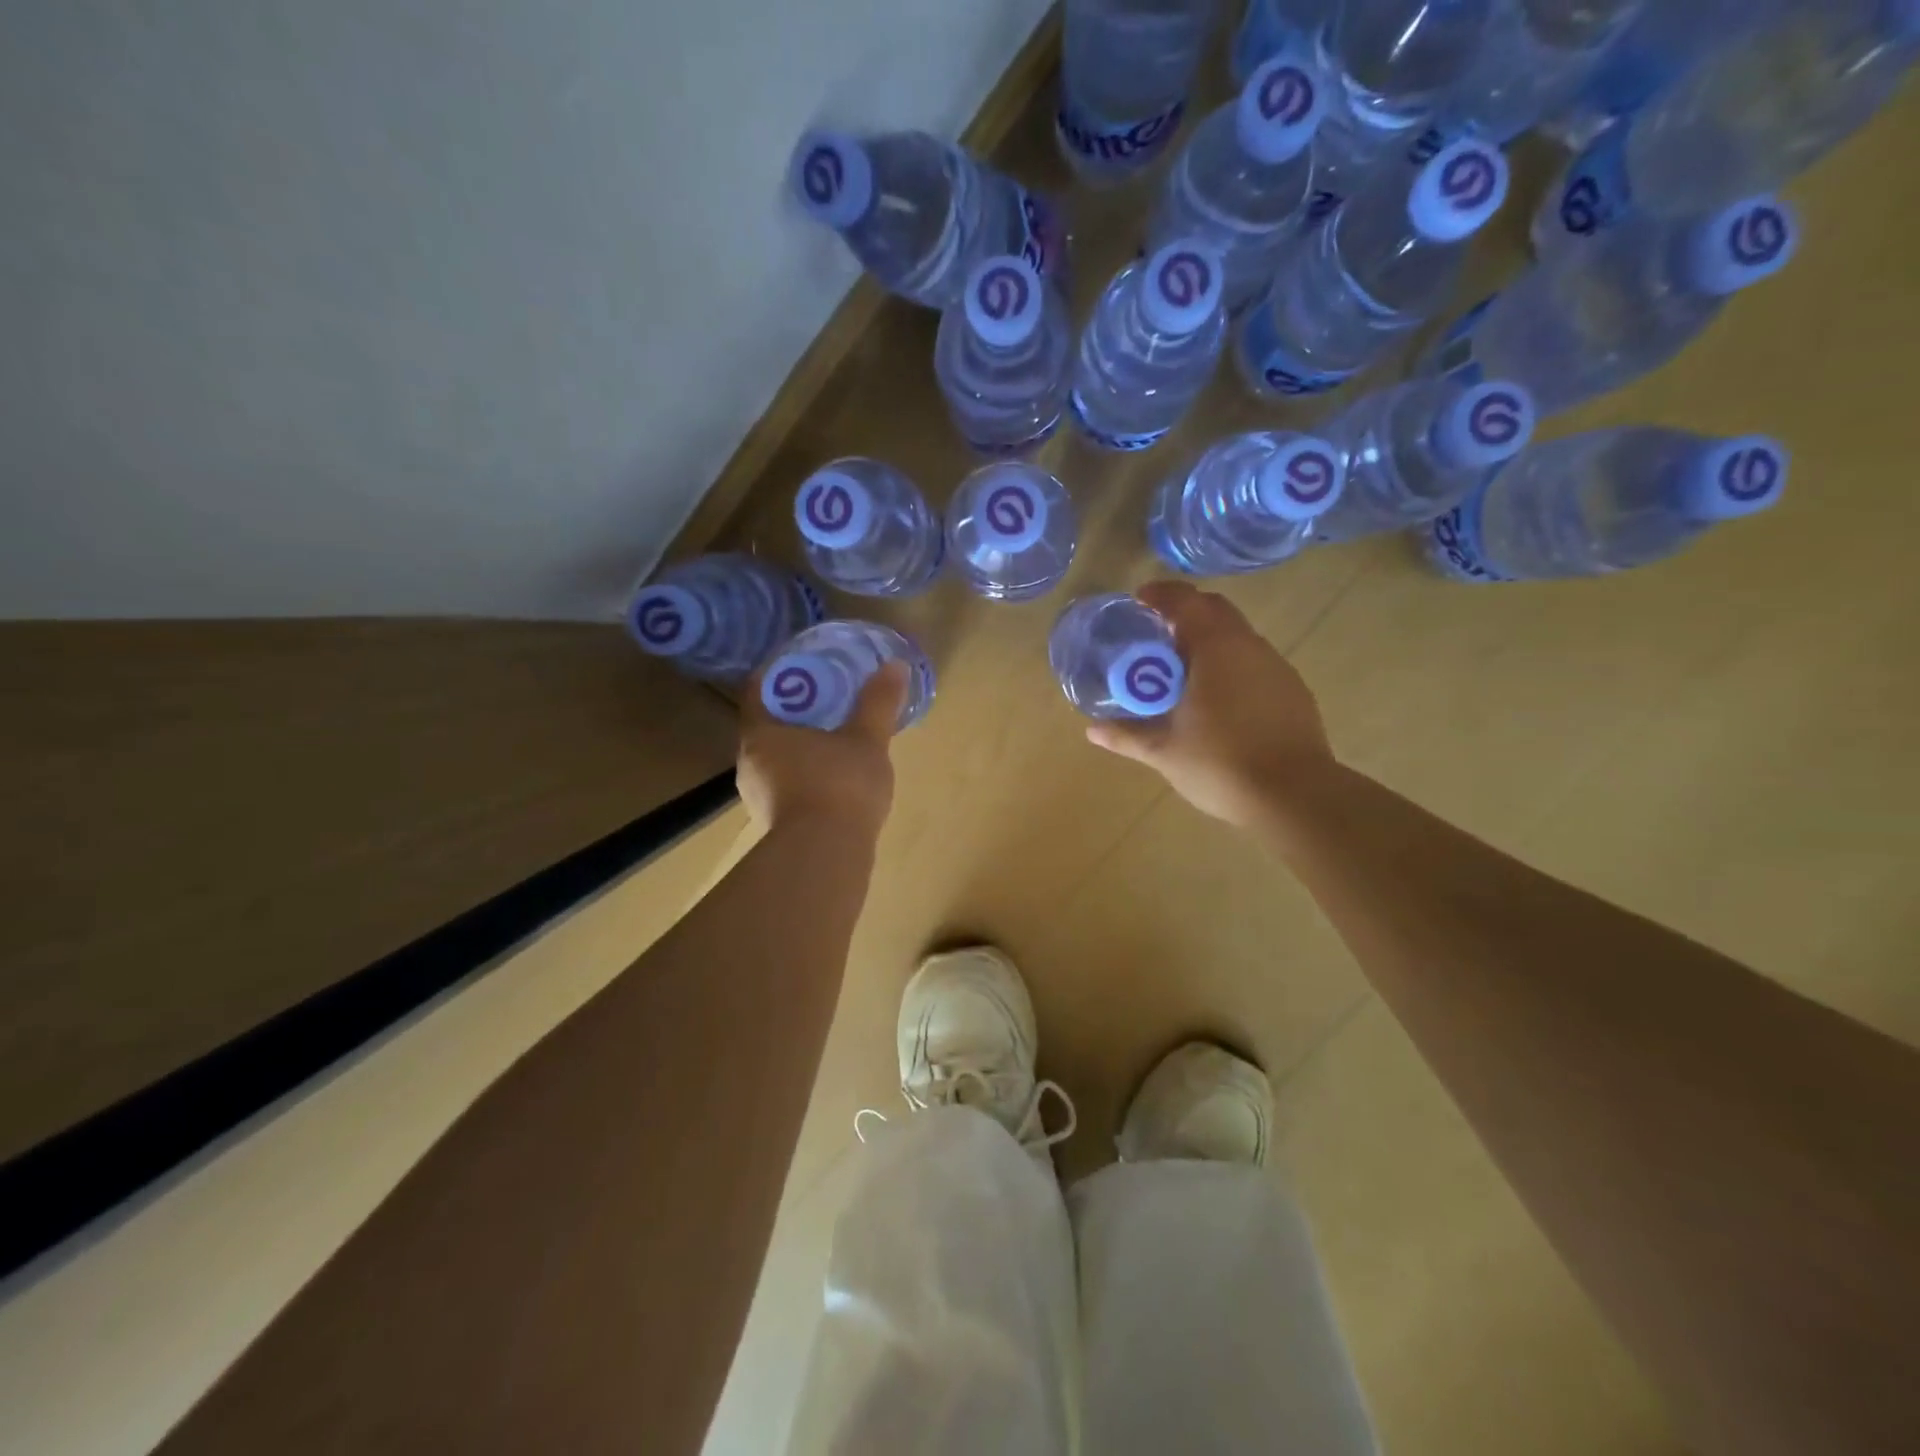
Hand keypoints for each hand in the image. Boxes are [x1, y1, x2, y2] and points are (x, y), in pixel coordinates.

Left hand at [736, 660, 906, 838]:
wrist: (827, 856)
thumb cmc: (840, 786)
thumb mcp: (867, 740)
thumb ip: (878, 703)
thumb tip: (895, 665)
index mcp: (761, 733)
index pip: (759, 690)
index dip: (780, 673)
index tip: (806, 665)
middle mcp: (750, 762)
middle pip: (767, 724)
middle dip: (795, 710)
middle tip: (828, 697)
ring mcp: (759, 796)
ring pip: (777, 758)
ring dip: (800, 745)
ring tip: (834, 736)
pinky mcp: (775, 823)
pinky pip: (787, 785)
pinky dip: (806, 774)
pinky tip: (834, 778)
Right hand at [1087, 580, 1334, 826]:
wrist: (1296, 797)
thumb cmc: (1221, 764)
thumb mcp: (1163, 751)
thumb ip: (1126, 735)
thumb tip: (1092, 730)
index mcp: (1216, 648)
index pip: (1186, 601)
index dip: (1159, 596)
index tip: (1138, 602)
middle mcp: (1250, 646)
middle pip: (1215, 611)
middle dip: (1184, 614)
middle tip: (1156, 637)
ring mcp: (1276, 667)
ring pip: (1237, 637)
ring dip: (1208, 642)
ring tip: (1182, 672)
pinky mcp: (1293, 691)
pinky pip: (1254, 663)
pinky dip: (1230, 666)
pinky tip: (1217, 701)